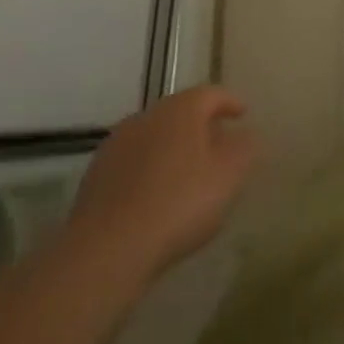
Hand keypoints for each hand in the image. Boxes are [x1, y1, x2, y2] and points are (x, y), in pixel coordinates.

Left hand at [62, 87, 258, 288]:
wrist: (107, 249)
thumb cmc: (179, 204)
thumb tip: (246, 135)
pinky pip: (134, 162)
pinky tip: (157, 196)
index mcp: (181, 110)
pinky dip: (150, 169)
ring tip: (189, 174)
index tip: (243, 115)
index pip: (211, 93)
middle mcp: (146, 116)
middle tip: (219, 145)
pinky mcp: (96, 174)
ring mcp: (117, 144)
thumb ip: (244, 149)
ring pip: (155, 136)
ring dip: (173, 148)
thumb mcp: (228, 176)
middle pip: (180, 112)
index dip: (230, 102)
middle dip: (201, 126)